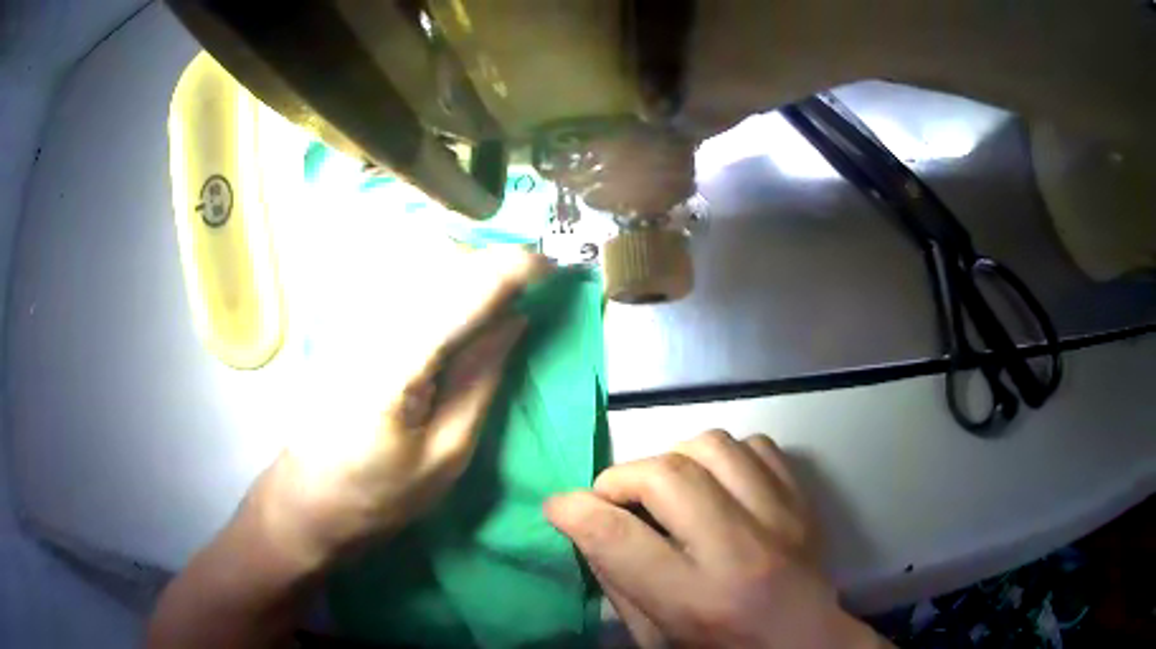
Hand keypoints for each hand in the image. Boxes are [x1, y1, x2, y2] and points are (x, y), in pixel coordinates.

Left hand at [253, 249, 548, 568]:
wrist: (308, 503)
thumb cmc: (378, 495)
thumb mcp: (446, 454)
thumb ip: (481, 379)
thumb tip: (516, 319)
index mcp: (396, 361)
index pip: (465, 288)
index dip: (516, 267)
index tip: (555, 269)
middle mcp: (369, 321)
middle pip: (440, 256)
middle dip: (493, 260)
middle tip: (529, 285)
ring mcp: (348, 316)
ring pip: (418, 258)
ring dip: (467, 265)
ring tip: (496, 294)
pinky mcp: (341, 321)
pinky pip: (398, 278)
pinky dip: (438, 277)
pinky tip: (453, 303)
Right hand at [546, 430, 886, 648]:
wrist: (805, 642)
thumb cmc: (723, 648)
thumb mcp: (655, 637)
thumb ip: (617, 582)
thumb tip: (587, 525)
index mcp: (697, 599)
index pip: (619, 537)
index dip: (575, 512)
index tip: (560, 507)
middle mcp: (741, 551)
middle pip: (666, 475)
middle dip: (621, 478)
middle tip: (613, 499)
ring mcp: (780, 517)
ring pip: (712, 444)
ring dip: (673, 459)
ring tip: (668, 489)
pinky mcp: (802, 499)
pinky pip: (756, 445)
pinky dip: (724, 456)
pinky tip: (717, 484)